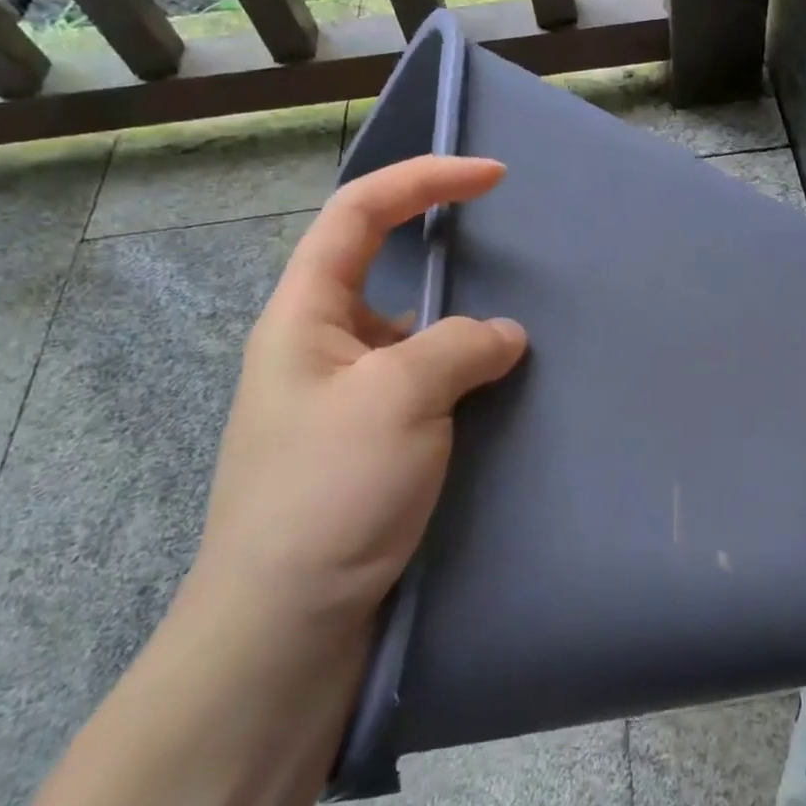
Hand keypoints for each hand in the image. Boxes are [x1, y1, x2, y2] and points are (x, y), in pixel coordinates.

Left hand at [191, 156, 527, 643]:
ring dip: (465, 335)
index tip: (493, 177)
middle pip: (388, 272)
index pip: (360, 213)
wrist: (284, 628)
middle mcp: (321, 348)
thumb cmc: (328, 493)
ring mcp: (347, 402)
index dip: (424, 180)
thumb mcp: (399, 398)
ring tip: (521, 344)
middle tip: (515, 268)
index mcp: (304, 316)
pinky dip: (467, 382)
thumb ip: (460, 346)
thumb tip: (504, 335)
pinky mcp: (372, 448)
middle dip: (450, 261)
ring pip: (416, 339)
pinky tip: (503, 401)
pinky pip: (428, 390)